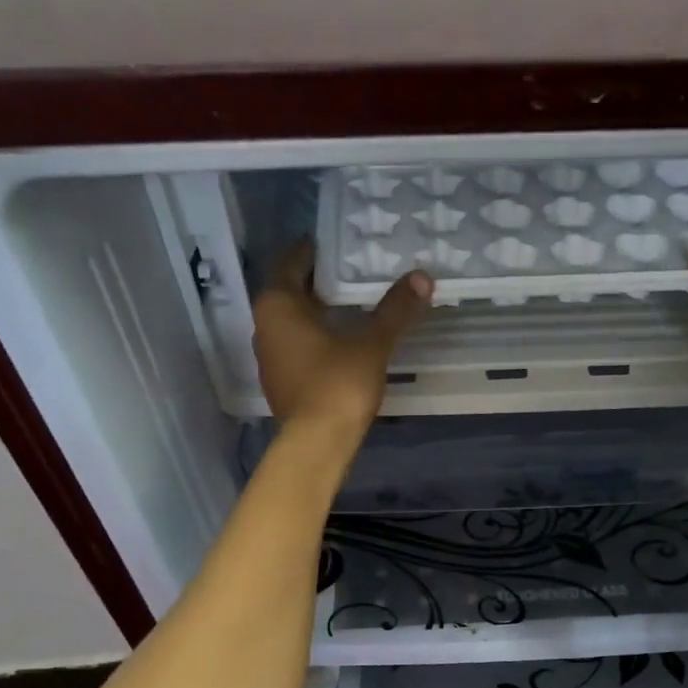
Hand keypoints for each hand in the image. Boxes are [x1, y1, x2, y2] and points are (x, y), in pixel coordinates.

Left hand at [252, 239, 431, 439]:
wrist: (317, 443)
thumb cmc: (338, 384)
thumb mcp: (372, 344)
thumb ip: (395, 310)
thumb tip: (422, 277)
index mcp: (278, 304)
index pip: (293, 261)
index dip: (316, 250)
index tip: (340, 244)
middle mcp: (265, 325)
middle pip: (291, 291)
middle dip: (321, 282)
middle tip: (354, 272)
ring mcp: (270, 357)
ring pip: (293, 321)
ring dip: (318, 312)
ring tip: (352, 305)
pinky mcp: (281, 382)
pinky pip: (297, 346)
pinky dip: (316, 337)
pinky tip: (342, 341)